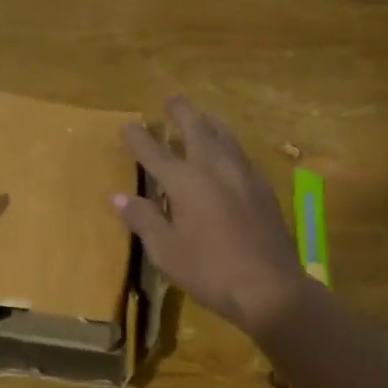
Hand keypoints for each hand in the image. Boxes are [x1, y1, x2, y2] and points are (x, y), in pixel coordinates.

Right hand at [112, 97, 314, 337]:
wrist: (270, 287)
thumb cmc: (210, 270)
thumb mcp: (166, 251)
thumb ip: (144, 219)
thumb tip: (118, 197)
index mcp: (187, 182)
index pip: (155, 153)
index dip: (139, 138)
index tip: (128, 125)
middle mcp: (216, 169)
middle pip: (197, 130)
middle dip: (182, 113)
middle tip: (172, 100)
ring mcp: (244, 177)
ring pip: (225, 138)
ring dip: (210, 124)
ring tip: (202, 118)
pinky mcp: (264, 190)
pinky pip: (242, 156)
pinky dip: (229, 146)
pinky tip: (231, 155)